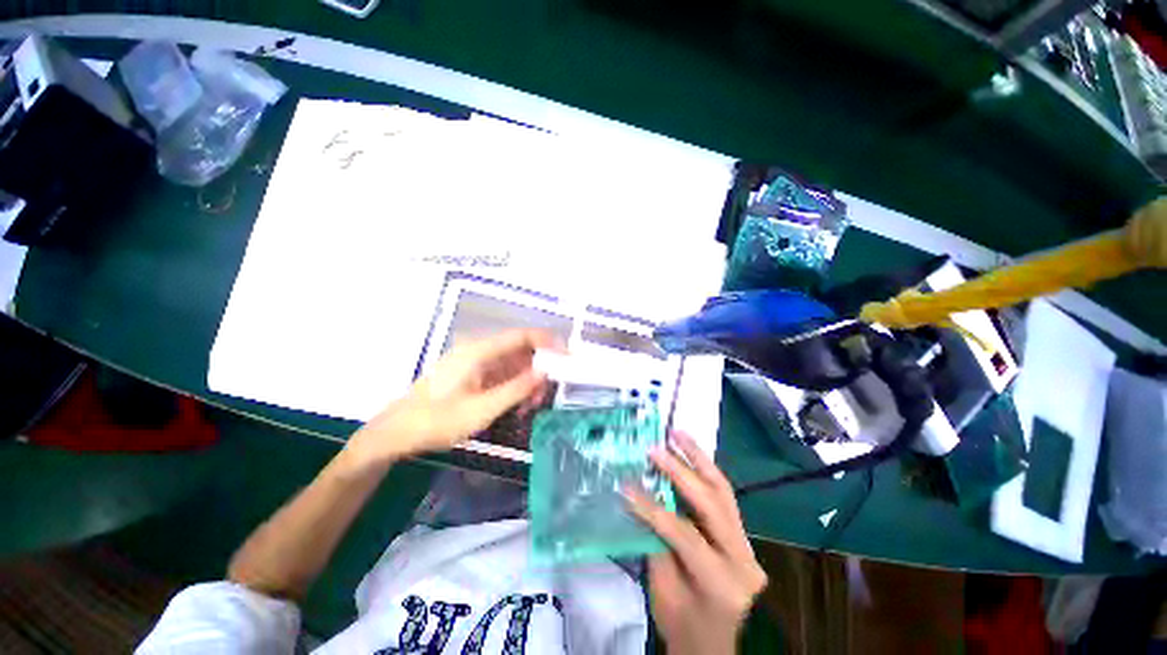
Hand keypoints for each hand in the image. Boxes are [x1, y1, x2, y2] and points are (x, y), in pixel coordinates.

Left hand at [347, 329, 559, 465]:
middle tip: (547, 393)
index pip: (521, 336)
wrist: (396, 433)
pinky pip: (501, 374)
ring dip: (526, 381)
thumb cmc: (437, 421)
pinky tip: (517, 405)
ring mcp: (474, 363)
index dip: (547, 342)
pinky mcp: (471, 375)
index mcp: (479, 351)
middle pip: (519, 350)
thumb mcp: (482, 409)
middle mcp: (478, 351)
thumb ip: (517, 389)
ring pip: (512, 364)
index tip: (567, 355)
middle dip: (538, 369)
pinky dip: (513, 387)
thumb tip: (545, 372)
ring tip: (532, 405)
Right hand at [625, 432, 766, 654]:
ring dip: (698, 458)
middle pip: (711, 504)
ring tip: (678, 434)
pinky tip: (690, 451)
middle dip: (680, 472)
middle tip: (656, 448)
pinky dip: (705, 470)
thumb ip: (655, 539)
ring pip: (723, 491)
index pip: (684, 534)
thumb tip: (639, 496)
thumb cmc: (681, 622)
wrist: (711, 643)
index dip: (652, 508)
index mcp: (722, 583)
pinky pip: (723, 496)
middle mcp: (743, 560)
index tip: (627, 486)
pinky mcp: (742, 535)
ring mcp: (747, 545)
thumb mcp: (662, 588)